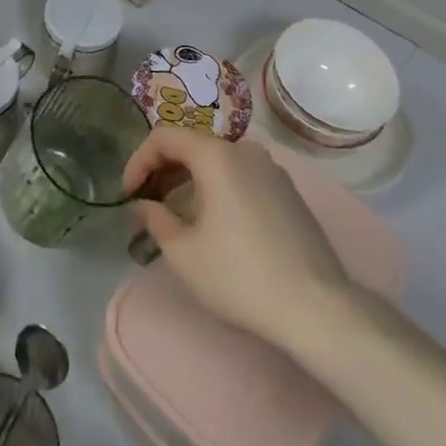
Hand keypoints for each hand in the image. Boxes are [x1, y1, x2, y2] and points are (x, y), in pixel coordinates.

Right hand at [122, 129, 355, 351]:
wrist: (317, 308)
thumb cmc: (240, 276)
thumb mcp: (184, 253)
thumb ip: (155, 219)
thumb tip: (142, 204)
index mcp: (216, 155)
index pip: (164, 137)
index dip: (138, 161)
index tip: (128, 194)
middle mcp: (245, 150)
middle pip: (192, 145)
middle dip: (163, 171)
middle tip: (146, 204)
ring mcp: (271, 169)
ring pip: (218, 161)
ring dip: (190, 180)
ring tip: (176, 215)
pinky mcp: (288, 191)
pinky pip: (241, 176)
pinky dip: (218, 188)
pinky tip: (214, 223)